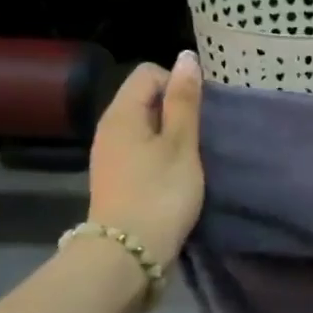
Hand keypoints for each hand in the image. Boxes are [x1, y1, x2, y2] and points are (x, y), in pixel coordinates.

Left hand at [87, 53, 204, 265]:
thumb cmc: (160, 193)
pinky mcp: (117, 178)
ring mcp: (110, 155)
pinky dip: (161, 154)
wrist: (128, 254)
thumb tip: (186, 58)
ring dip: (171, 134)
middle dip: (176, 109)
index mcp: (122, 113)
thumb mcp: (181, 144)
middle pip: (145, 98)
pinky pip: (141, 149)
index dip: (178, 83)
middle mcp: (109, 128)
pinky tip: (176, 173)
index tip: (200, 111)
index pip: (149, 73)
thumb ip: (184, 101)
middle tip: (202, 133)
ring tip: (193, 154)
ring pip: (145, 126)